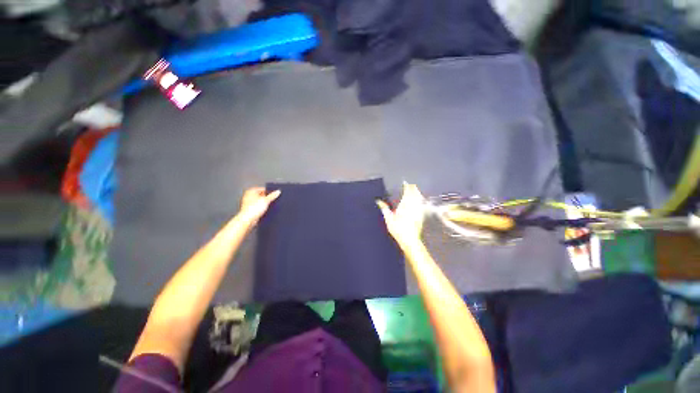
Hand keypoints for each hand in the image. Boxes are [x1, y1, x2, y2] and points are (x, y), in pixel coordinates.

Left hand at [236, 187, 280, 227]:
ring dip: (264, 204)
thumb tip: (278, 191)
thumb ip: (273, 195)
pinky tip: (264, 210)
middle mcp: (248, 196)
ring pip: (260, 201)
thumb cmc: (253, 209)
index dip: (269, 192)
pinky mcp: (250, 209)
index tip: (274, 195)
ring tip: (268, 206)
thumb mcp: (266, 200)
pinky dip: (261, 208)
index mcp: (251, 191)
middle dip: (267, 198)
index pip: (263, 189)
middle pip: (261, 195)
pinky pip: (258, 207)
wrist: (248, 220)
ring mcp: (248, 203)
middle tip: (271, 201)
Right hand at [377, 182, 425, 247]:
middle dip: (413, 188)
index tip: (405, 183)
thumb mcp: (388, 219)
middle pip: (415, 194)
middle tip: (411, 185)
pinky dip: (419, 200)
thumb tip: (378, 201)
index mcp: (404, 205)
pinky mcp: (421, 216)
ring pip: (419, 198)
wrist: (410, 240)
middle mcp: (413, 206)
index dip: (407, 186)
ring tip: (415, 190)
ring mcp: (418, 211)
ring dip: (417, 193)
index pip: (407, 192)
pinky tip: (419, 201)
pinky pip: (421, 205)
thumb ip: (384, 208)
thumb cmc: (398, 229)